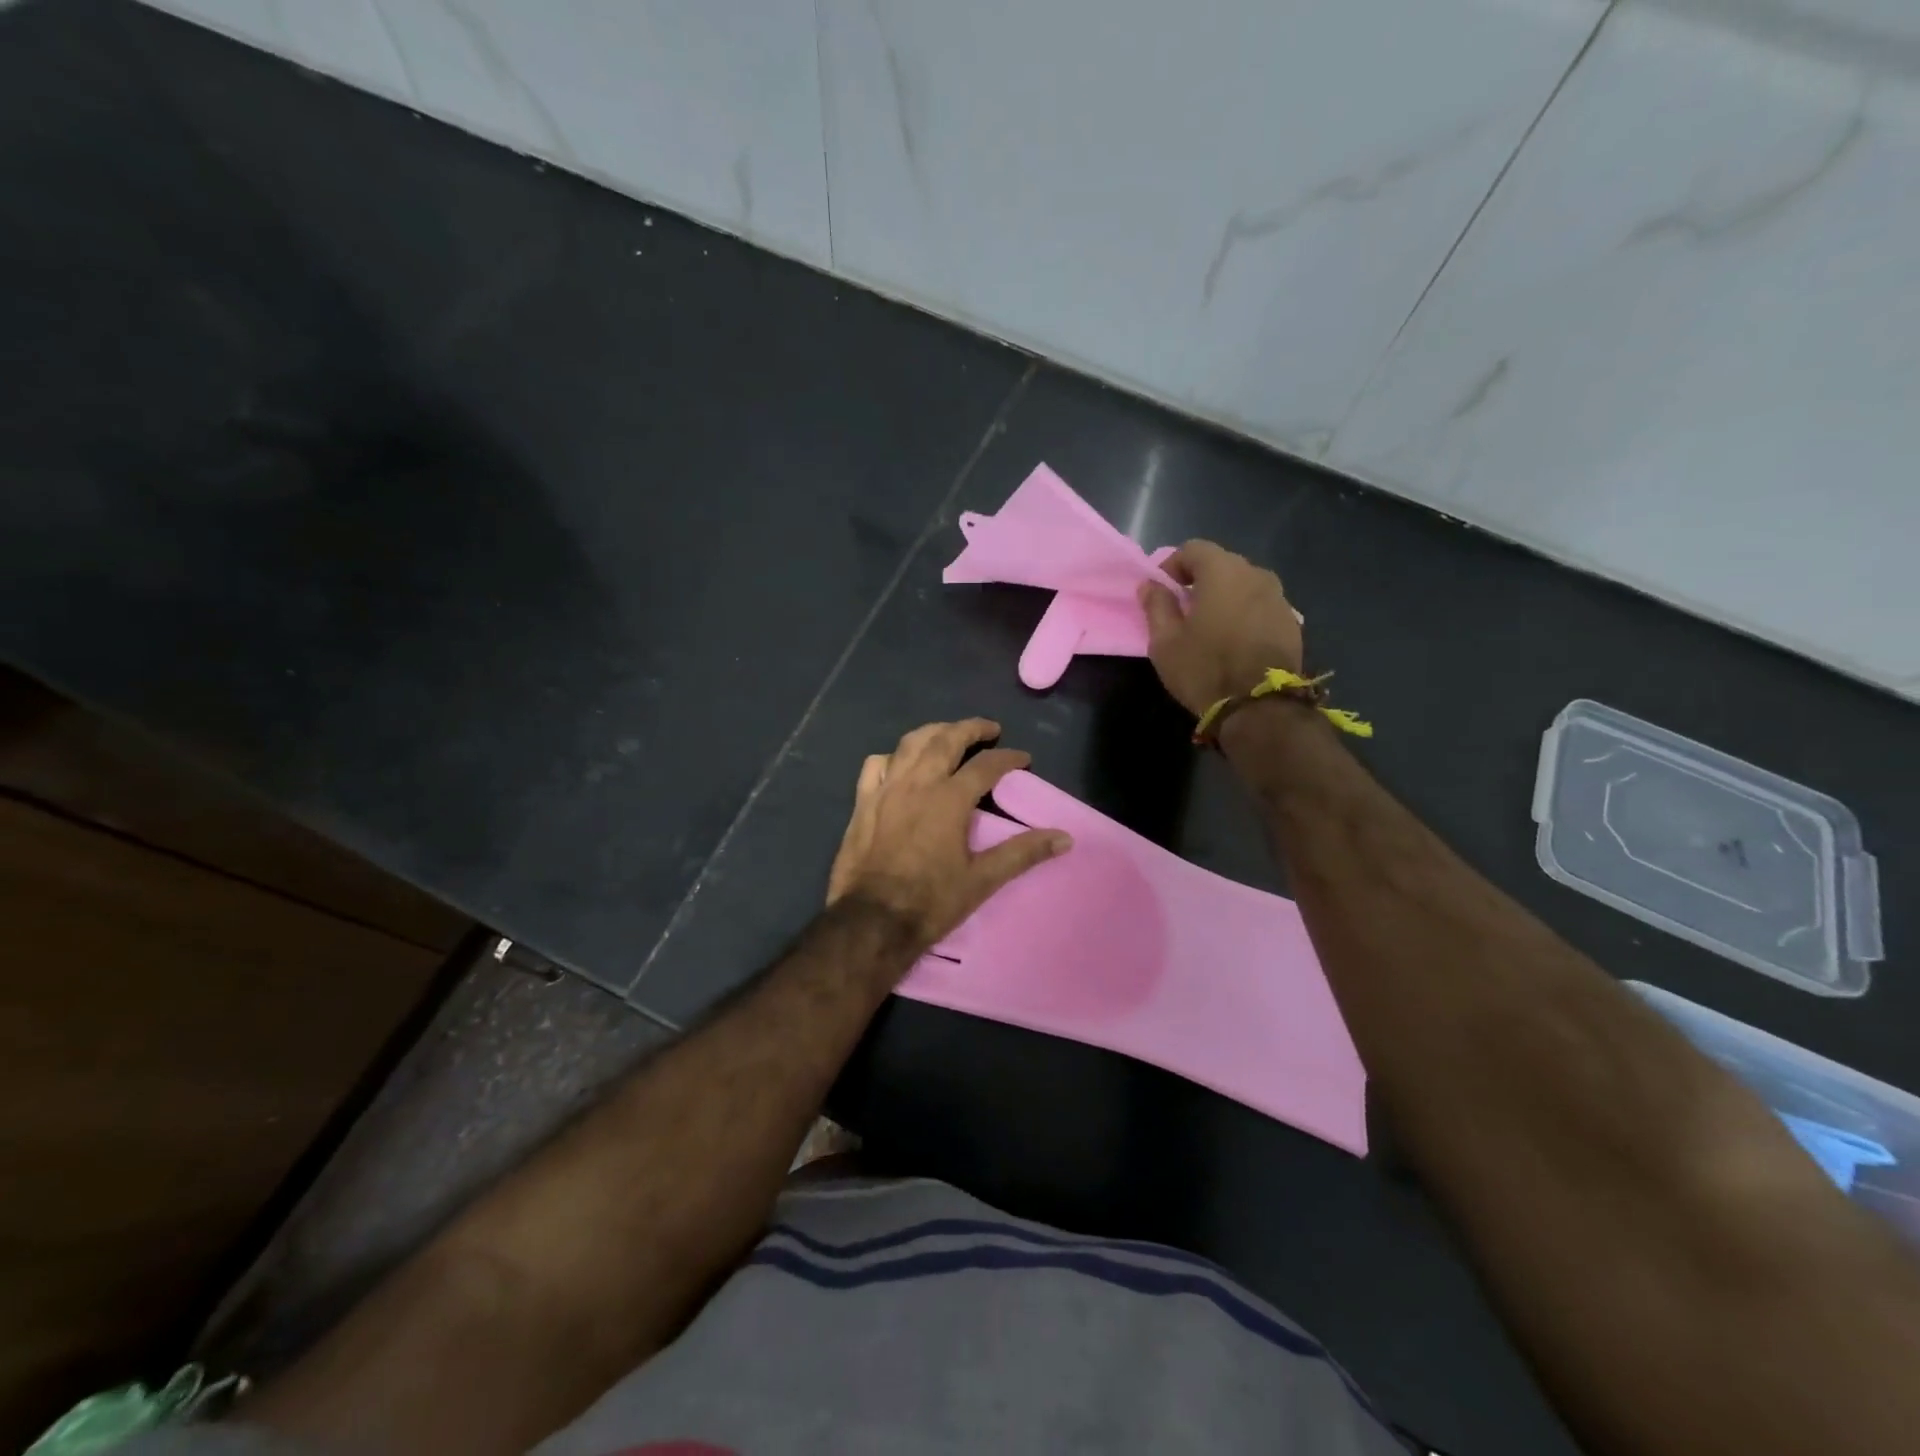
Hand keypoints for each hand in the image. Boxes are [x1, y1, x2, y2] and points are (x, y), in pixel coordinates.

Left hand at [828, 719, 1071, 955]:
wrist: (871, 921)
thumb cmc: (931, 901)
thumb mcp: (982, 880)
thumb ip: (1023, 853)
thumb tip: (1064, 838)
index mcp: (949, 799)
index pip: (986, 765)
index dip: (1008, 758)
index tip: (1023, 758)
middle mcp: (918, 783)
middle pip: (945, 739)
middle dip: (971, 728)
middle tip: (989, 729)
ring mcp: (886, 789)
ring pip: (910, 744)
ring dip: (934, 732)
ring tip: (949, 734)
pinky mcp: (863, 802)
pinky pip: (876, 765)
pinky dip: (893, 757)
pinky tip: (901, 763)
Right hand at [1138, 540, 1303, 716]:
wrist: (1260, 707)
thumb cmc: (1205, 669)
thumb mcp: (1165, 642)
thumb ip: (1156, 606)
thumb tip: (1150, 585)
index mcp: (1222, 572)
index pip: (1194, 549)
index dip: (1173, 565)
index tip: (1161, 590)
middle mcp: (1256, 575)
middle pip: (1222, 564)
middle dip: (1200, 580)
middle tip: (1183, 609)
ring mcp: (1279, 598)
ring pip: (1245, 586)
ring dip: (1225, 597)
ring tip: (1211, 626)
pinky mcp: (1292, 623)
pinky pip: (1261, 607)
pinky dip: (1245, 614)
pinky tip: (1235, 641)